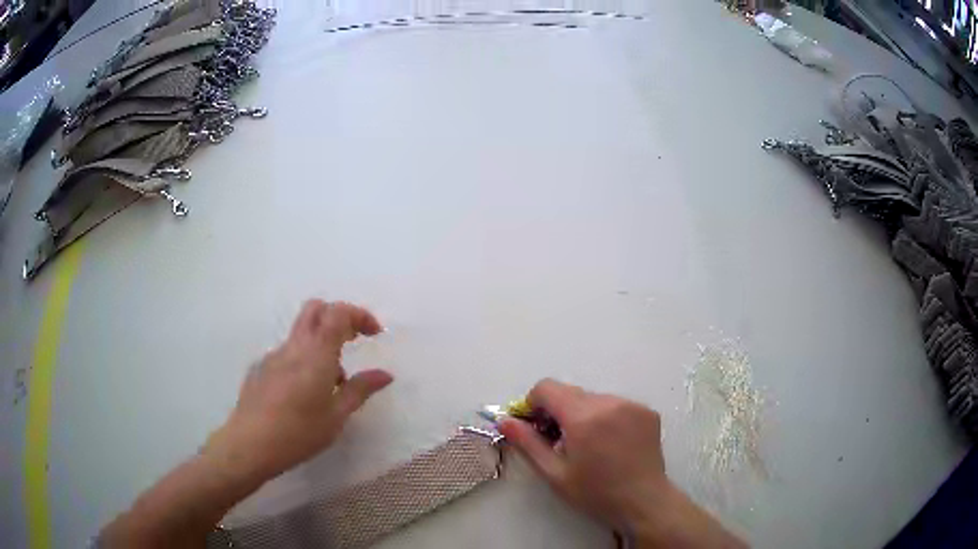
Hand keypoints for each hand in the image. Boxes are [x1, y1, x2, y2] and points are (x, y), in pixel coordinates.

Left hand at [205, 301, 393, 480]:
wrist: (249, 445)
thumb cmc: (298, 433)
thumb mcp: (336, 416)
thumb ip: (360, 390)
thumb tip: (385, 374)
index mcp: (316, 354)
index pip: (338, 313)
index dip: (359, 315)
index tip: (374, 333)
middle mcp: (293, 347)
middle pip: (315, 309)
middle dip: (338, 317)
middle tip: (353, 341)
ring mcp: (273, 356)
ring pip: (300, 334)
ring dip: (321, 344)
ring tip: (331, 384)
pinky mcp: (259, 369)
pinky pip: (286, 354)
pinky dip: (302, 361)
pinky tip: (302, 395)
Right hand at [498, 379, 743, 547]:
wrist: (644, 502)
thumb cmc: (595, 493)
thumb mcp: (554, 473)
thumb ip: (527, 443)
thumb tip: (504, 420)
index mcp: (584, 417)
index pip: (547, 387)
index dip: (533, 403)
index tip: (535, 426)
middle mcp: (609, 402)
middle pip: (570, 392)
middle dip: (558, 411)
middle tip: (559, 441)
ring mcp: (632, 404)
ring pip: (593, 398)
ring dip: (582, 414)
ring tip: (588, 445)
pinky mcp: (647, 411)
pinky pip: (616, 404)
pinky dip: (605, 417)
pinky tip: (610, 443)